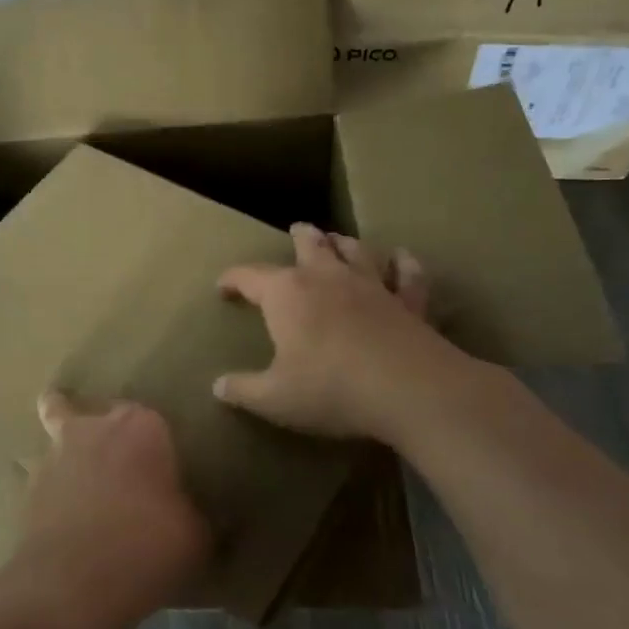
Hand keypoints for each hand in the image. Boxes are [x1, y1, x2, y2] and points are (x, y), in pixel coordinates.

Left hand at [0, 394, 209, 628]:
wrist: (71, 586)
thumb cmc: (145, 548)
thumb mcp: (196, 537)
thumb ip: (198, 515)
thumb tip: (199, 515)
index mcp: (141, 427)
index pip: (152, 419)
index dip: (157, 444)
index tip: (164, 469)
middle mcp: (94, 428)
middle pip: (95, 412)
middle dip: (104, 430)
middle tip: (122, 465)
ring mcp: (55, 453)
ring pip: (54, 428)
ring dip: (68, 449)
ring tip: (79, 476)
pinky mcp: (28, 486)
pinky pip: (42, 477)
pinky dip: (50, 489)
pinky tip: (61, 517)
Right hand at [214, 223, 475, 444]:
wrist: (409, 390)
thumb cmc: (330, 389)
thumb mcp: (274, 398)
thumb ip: (243, 390)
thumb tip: (218, 386)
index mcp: (287, 294)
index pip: (250, 277)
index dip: (233, 279)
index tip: (222, 287)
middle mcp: (327, 278)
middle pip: (311, 245)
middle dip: (301, 236)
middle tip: (297, 229)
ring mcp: (372, 286)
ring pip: (356, 251)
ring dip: (344, 243)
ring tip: (338, 239)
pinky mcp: (408, 302)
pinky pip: (407, 276)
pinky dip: (404, 265)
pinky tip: (403, 258)